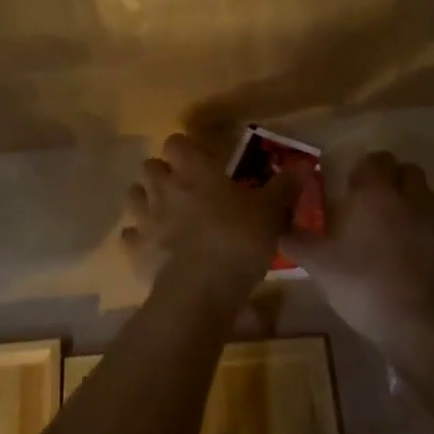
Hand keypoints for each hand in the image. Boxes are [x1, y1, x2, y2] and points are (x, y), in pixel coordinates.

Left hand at [121, 133, 298, 301]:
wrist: (200, 291)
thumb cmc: (237, 241)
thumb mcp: (270, 213)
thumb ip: (284, 187)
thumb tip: (304, 164)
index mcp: (194, 170)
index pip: (176, 142)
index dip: (186, 149)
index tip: (201, 161)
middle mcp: (164, 187)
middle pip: (150, 166)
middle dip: (163, 173)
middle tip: (184, 188)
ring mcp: (145, 218)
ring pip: (134, 195)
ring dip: (146, 200)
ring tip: (165, 213)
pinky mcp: (135, 249)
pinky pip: (129, 235)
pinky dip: (138, 237)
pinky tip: (154, 246)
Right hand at [285, 150, 433, 349]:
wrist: (420, 326)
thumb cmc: (363, 285)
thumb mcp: (318, 265)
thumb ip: (296, 241)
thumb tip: (277, 227)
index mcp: (377, 194)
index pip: (377, 160)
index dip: (365, 168)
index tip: (352, 187)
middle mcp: (411, 199)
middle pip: (409, 171)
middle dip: (394, 180)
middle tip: (375, 204)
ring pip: (429, 198)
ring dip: (415, 205)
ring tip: (397, 230)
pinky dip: (431, 238)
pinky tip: (418, 260)